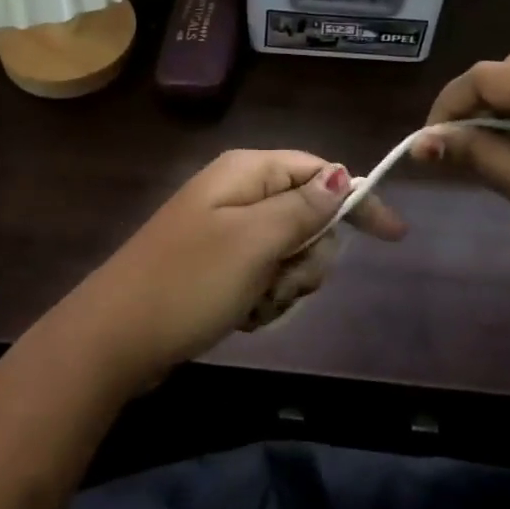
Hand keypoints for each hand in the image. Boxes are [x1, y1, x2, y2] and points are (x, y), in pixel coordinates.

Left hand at [64, 150, 405, 383]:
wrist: (116, 337)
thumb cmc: (189, 281)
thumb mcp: (254, 241)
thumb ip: (303, 207)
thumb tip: (341, 175)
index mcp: (246, 173)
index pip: (319, 171)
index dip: (356, 201)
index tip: (393, 237)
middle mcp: (238, 194)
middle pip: (308, 217)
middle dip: (306, 257)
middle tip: (279, 279)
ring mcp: (225, 232)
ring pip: (289, 254)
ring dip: (283, 286)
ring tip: (252, 303)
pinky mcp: (218, 267)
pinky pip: (263, 278)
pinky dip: (262, 300)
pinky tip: (239, 316)